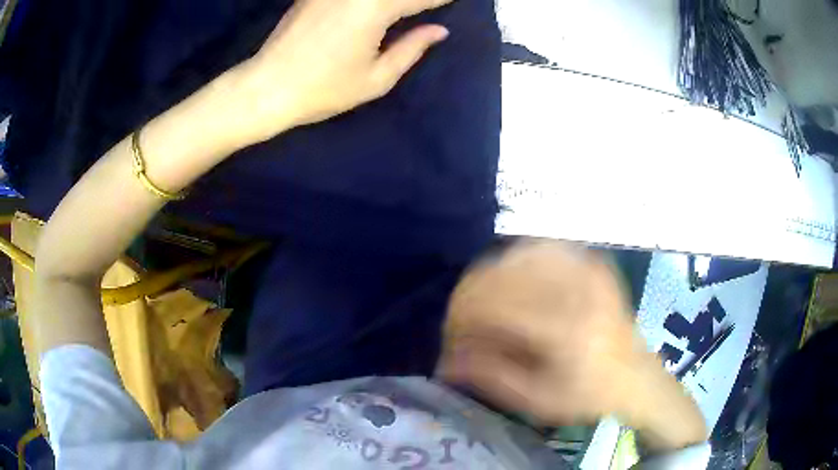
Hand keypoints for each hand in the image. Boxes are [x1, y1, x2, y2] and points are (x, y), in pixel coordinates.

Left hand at [230, 0, 452, 144]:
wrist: (266, 87)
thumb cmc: (323, 90)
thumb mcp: (376, 78)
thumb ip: (412, 48)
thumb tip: (439, 30)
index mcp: (376, 8)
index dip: (441, 0)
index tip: (454, 3)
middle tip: (430, 7)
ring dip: (395, 1)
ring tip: (404, 10)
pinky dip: (370, 0)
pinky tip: (374, 8)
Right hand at [439, 241, 706, 449]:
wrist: (634, 375)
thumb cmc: (587, 395)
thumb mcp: (537, 400)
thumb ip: (490, 376)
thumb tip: (445, 359)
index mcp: (565, 329)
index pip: (493, 304)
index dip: (460, 318)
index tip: (451, 339)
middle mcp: (576, 288)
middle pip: (500, 274)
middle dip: (469, 299)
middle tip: (464, 326)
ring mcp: (586, 268)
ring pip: (516, 254)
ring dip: (490, 280)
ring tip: (487, 308)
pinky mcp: (591, 261)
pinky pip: (541, 247)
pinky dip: (517, 262)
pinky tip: (514, 284)